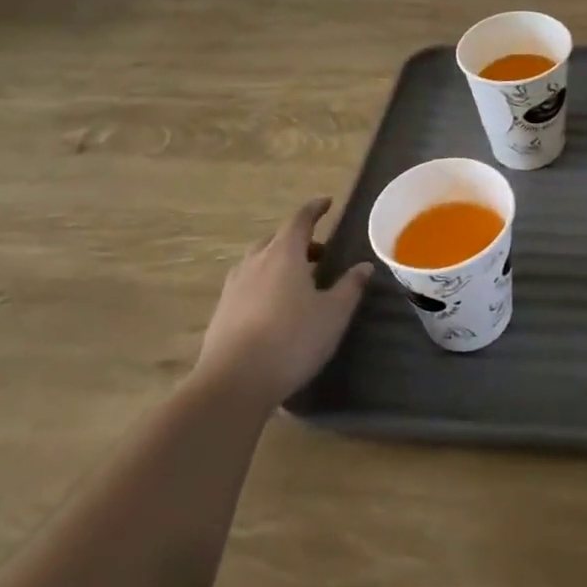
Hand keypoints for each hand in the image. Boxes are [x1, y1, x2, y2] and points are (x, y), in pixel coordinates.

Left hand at [193, 198, 371, 407]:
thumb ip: (350, 287)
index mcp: (284, 254)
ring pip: (258, 261)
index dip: (314, 209)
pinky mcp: (221, 311)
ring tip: (297, 279)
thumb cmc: (292, 340)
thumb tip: (364, 266)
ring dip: (279, 261)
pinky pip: (246, 283)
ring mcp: (234, 287)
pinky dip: (263, 282)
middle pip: (276, 239)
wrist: (233, 383)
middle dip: (298, 240)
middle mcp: (256, 262)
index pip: (300, 220)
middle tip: (320, 252)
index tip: (326, 203)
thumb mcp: (333, 314)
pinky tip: (273, 305)